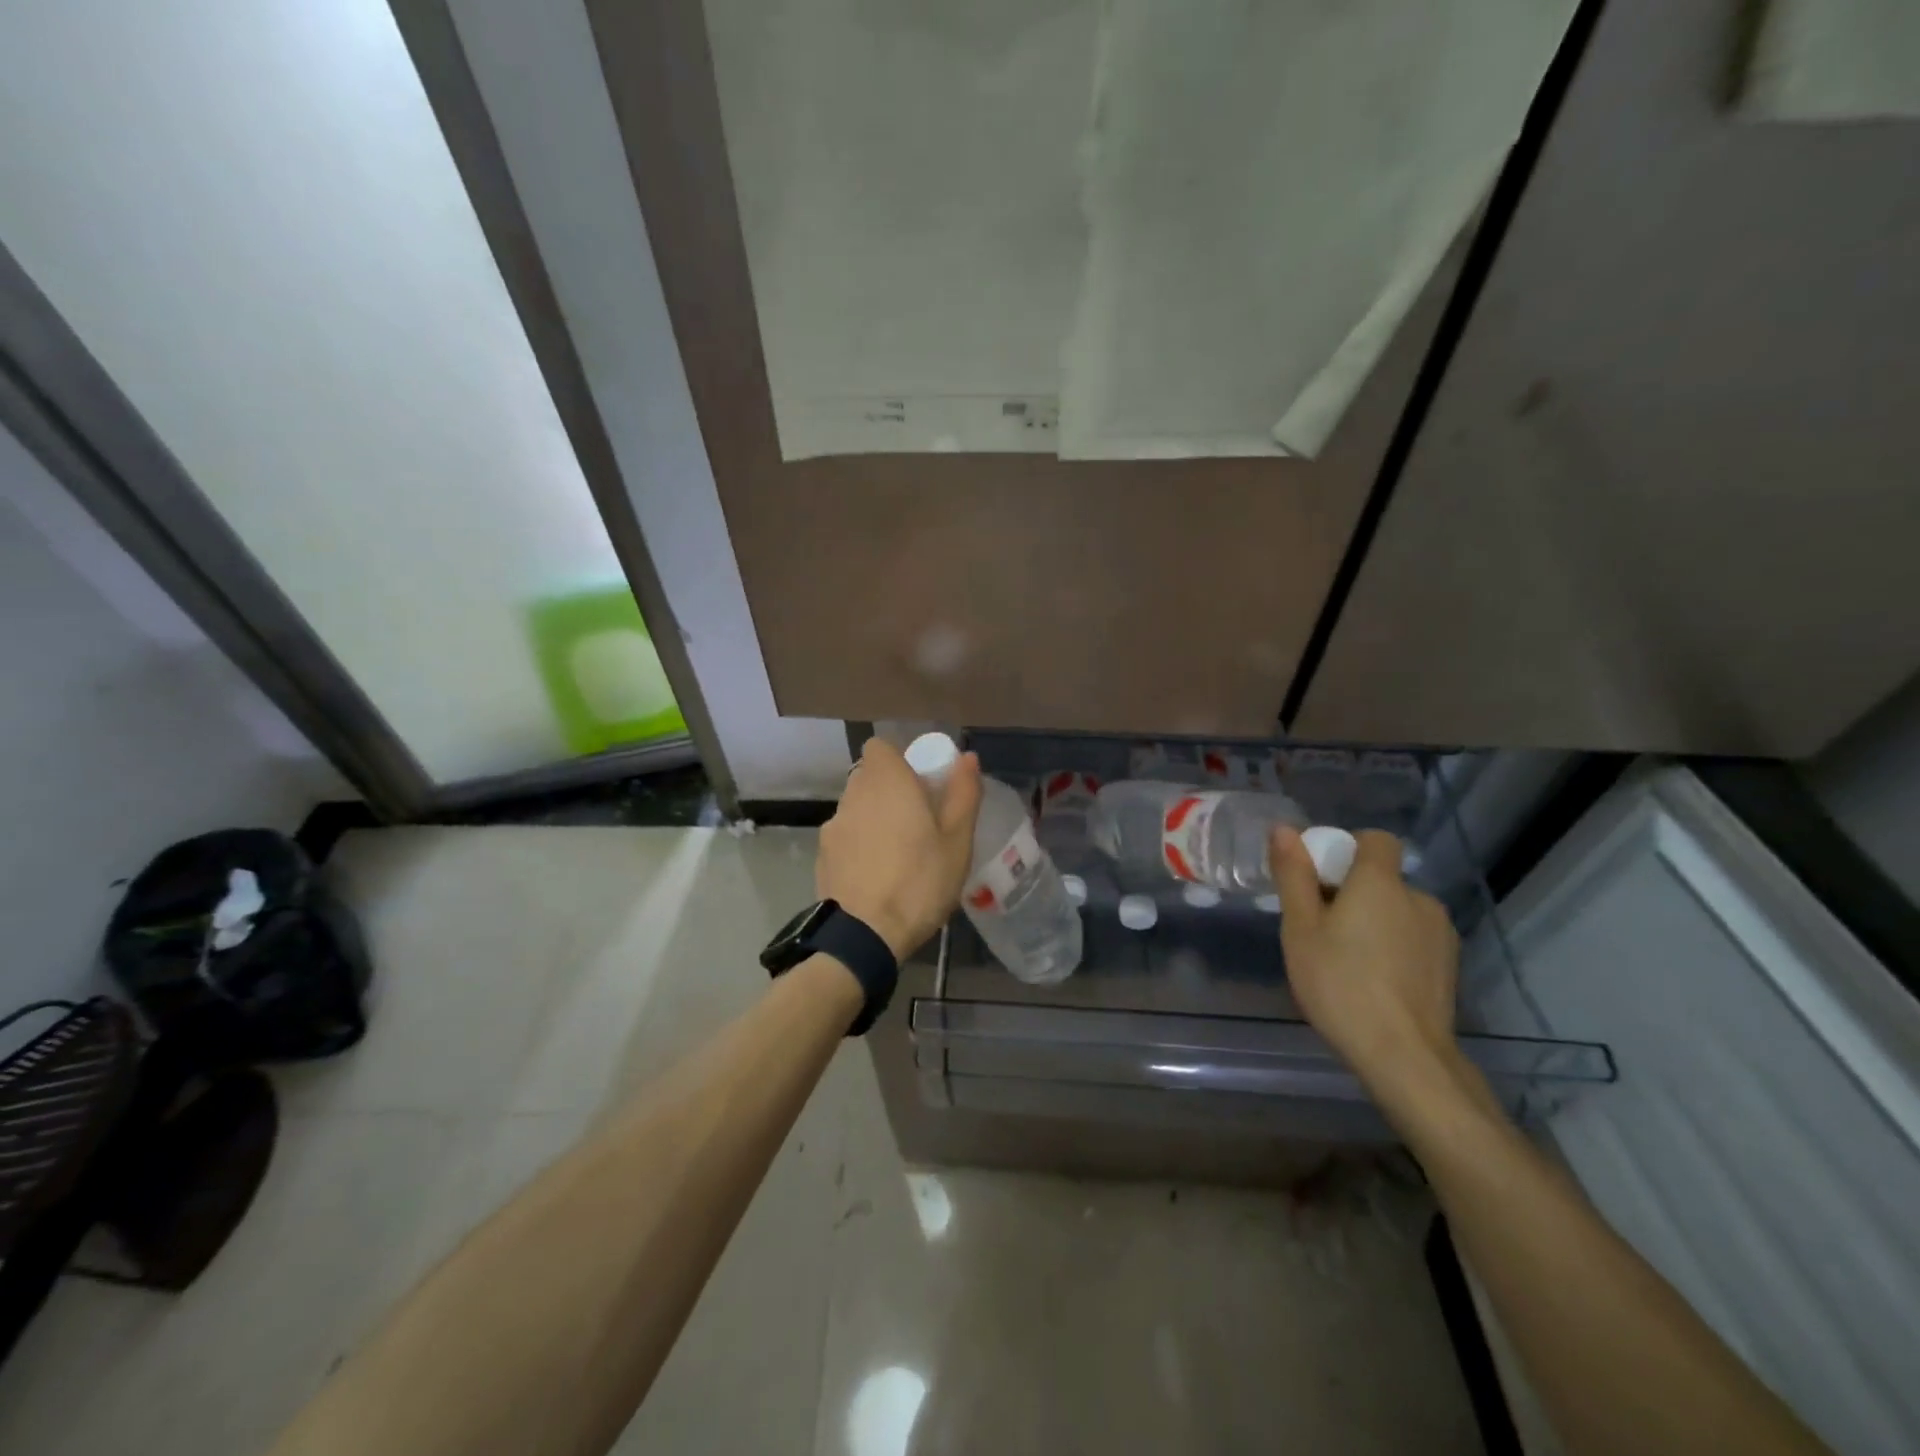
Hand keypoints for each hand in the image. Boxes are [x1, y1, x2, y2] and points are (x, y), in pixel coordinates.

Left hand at [818, 737, 982, 959]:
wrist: (864, 935)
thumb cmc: (919, 882)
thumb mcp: (957, 840)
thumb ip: (963, 793)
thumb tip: (967, 757)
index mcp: (887, 782)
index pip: (879, 747)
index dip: (900, 760)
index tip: (921, 784)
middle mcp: (854, 795)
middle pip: (869, 777)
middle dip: (890, 790)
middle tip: (917, 821)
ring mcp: (833, 826)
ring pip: (856, 807)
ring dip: (874, 818)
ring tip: (897, 852)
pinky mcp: (822, 856)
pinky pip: (844, 836)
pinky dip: (858, 845)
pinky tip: (876, 874)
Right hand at [1270, 826, 1462, 1104]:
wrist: (1404, 1056)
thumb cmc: (1340, 984)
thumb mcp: (1300, 929)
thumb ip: (1294, 875)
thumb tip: (1284, 829)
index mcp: (1381, 882)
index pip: (1374, 839)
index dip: (1346, 849)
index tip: (1319, 879)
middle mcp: (1418, 898)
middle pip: (1382, 878)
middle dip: (1353, 892)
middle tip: (1320, 929)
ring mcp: (1440, 933)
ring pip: (1398, 909)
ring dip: (1375, 920)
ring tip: (1347, 959)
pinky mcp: (1450, 964)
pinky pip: (1413, 937)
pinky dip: (1393, 946)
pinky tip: (1374, 980)